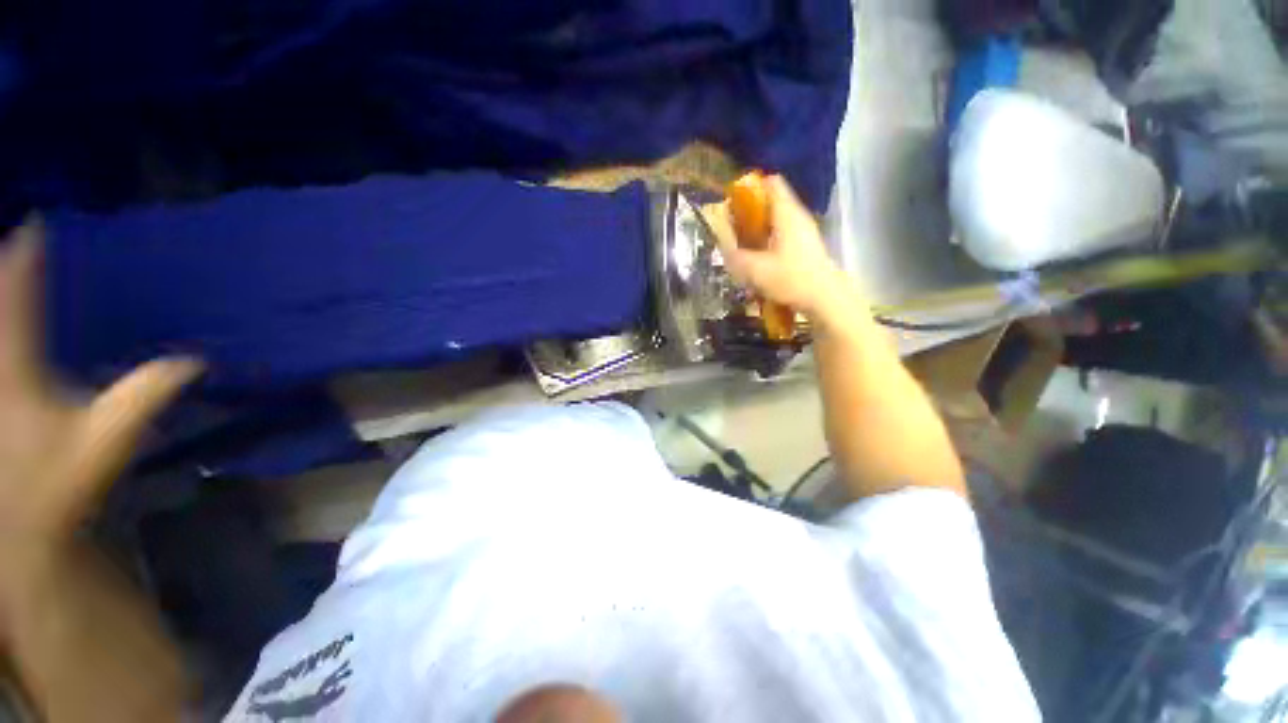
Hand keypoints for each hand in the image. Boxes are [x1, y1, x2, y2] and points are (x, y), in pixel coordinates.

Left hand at [0, 221, 201, 577]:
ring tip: (5, 271)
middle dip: (0, 271)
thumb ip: (146, 395)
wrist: (20, 527)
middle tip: (11, 240)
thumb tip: (196, 359)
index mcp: (17, 373)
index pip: (18, 301)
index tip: (34, 224)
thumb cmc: (63, 481)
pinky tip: (7, 321)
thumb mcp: (109, 439)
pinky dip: (0, 325)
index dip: (24, 260)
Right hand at [703, 174, 852, 320]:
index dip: (750, 187)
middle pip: (772, 201)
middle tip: (732, 226)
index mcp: (786, 214)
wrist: (825, 298)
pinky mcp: (806, 247)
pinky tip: (760, 257)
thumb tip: (723, 249)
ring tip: (742, 244)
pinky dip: (769, 239)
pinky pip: (783, 234)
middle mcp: (797, 217)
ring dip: (759, 228)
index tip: (732, 201)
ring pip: (777, 219)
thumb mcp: (755, 270)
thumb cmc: (791, 279)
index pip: (771, 183)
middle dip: (750, 211)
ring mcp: (804, 231)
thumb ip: (736, 257)